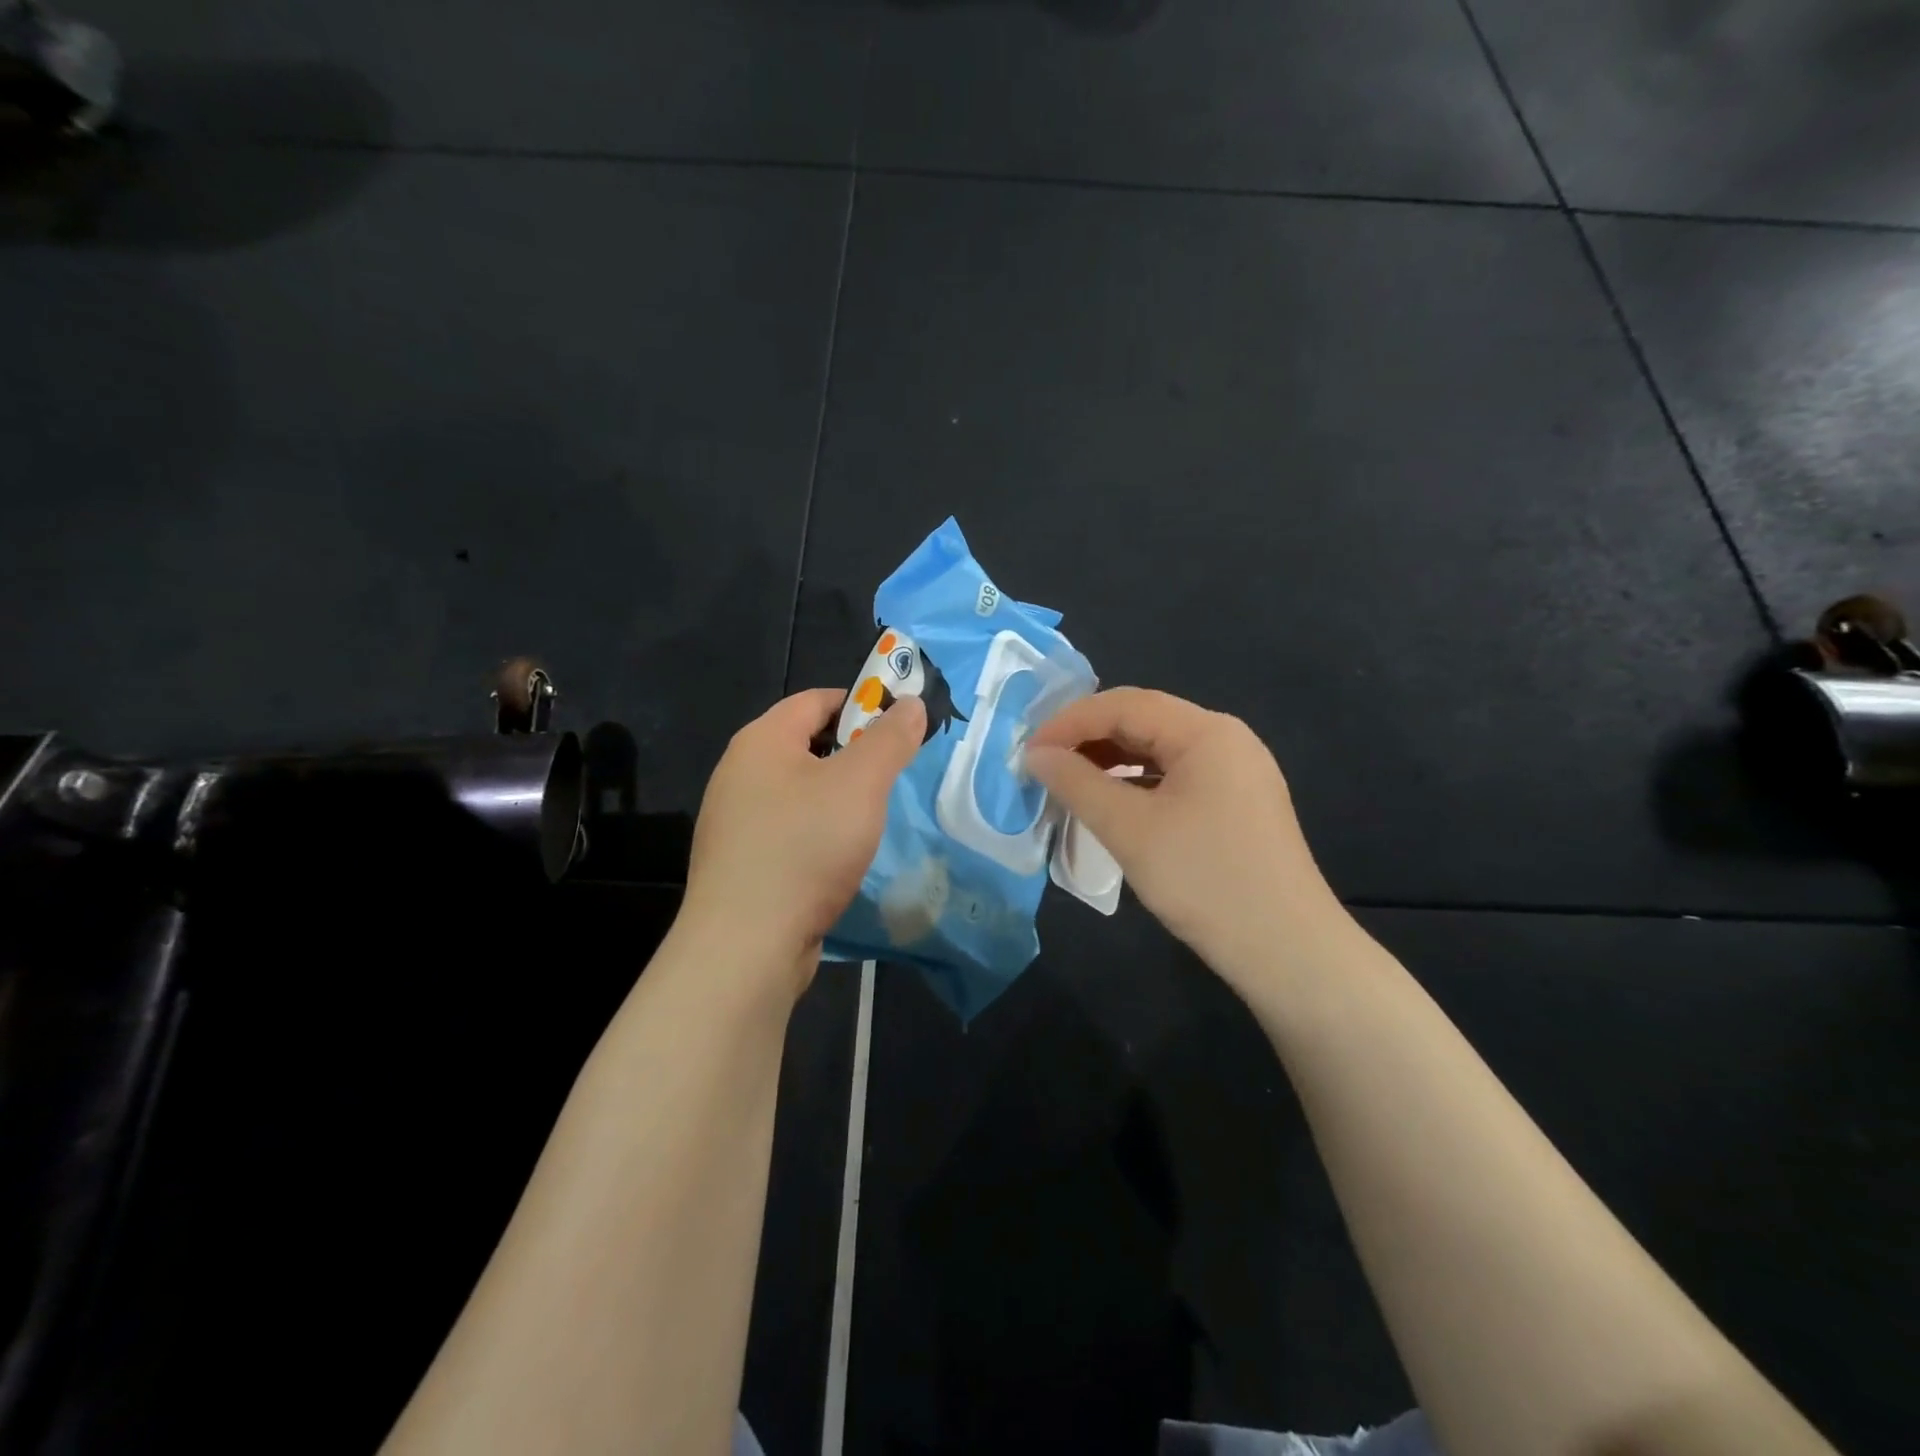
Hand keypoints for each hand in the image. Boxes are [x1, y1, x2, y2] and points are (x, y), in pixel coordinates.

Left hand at [678, 688, 926, 997]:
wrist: (746, 944)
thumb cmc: (805, 847)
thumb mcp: (861, 784)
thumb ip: (890, 739)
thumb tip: (912, 704)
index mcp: (761, 740)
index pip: (815, 699)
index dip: (861, 704)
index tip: (899, 727)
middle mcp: (738, 772)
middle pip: (805, 743)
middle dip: (852, 752)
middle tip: (892, 773)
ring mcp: (733, 820)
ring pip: (797, 790)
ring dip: (836, 795)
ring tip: (871, 816)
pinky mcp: (738, 862)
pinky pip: (786, 828)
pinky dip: (816, 830)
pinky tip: (838, 855)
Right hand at [1025, 688, 1351, 994]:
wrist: (1288, 951)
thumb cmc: (1205, 880)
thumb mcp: (1130, 830)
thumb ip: (1077, 783)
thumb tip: (1036, 755)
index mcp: (1206, 731)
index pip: (1124, 704)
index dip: (1069, 722)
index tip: (1028, 752)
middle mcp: (1226, 738)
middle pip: (1144, 720)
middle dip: (1088, 738)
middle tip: (1043, 765)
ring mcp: (1236, 771)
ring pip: (1159, 749)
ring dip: (1110, 760)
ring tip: (1069, 782)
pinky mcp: (1237, 803)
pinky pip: (1176, 776)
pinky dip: (1136, 782)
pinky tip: (1112, 803)